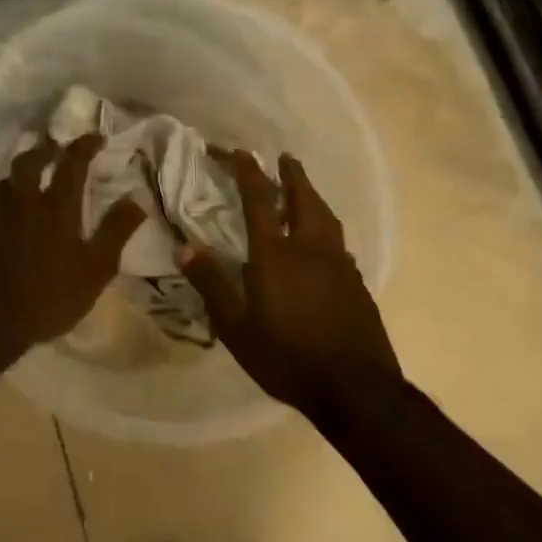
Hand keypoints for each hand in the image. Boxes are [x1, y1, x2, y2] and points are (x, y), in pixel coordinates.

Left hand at [0, 132, 145, 363]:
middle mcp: (24, 204)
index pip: (71, 164)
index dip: (84, 146)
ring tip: (29, 175)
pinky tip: (10, 213)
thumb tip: (138, 197)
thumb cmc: (47, 297)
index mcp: (56, 208)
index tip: (95, 136)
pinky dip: (5, 197)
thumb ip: (115, 231)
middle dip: (45, 149)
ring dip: (20, 171)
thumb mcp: (94, 270)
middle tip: (57, 147)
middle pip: (29, 162)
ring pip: (5, 181)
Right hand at [181, 150, 401, 413]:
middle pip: (303, 199)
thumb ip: (212, 284)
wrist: (355, 389)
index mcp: (276, 255)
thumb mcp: (236, 327)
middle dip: (292, 175)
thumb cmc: (287, 357)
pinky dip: (326, 227)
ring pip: (327, 217)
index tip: (241, 152)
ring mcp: (339, 265)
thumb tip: (184, 247)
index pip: (259, 200)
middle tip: (284, 158)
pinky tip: (323, 241)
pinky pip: (339, 241)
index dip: (248, 172)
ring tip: (304, 189)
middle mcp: (310, 249)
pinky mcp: (357, 283)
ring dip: (313, 196)